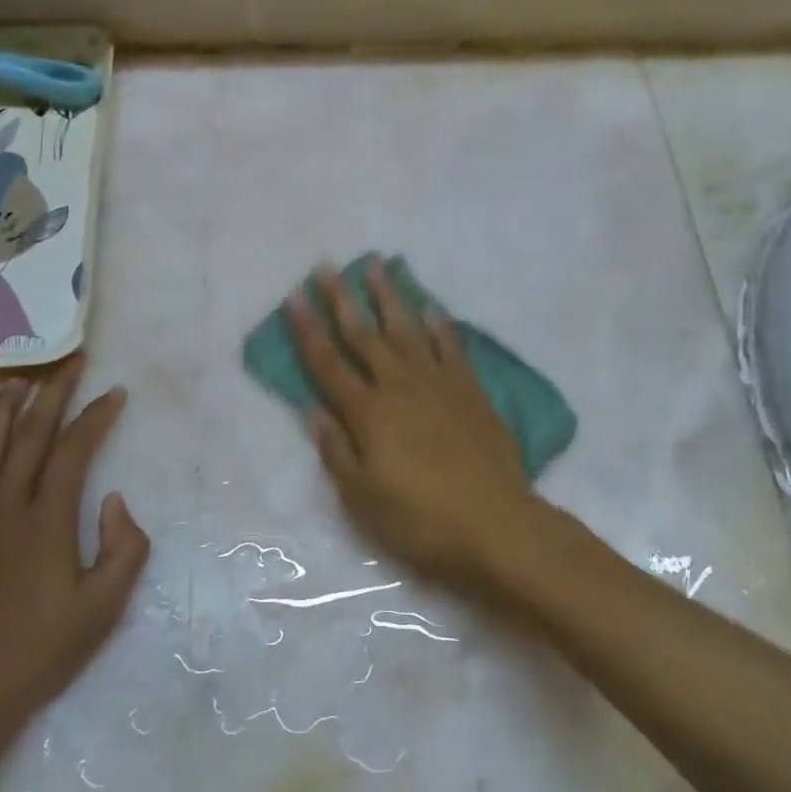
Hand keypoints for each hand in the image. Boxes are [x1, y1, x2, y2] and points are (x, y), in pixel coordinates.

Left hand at [0, 358, 149, 755]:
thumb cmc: (34, 656)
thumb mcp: (102, 609)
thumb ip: (124, 547)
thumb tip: (112, 500)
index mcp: (46, 519)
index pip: (75, 448)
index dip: (96, 415)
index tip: (114, 393)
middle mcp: (2, 506)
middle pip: (30, 434)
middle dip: (53, 394)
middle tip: (69, 363)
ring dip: (3, 410)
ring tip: (18, 383)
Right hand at [285, 258, 537, 589]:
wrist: (496, 524)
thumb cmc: (421, 520)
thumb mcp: (363, 498)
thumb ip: (336, 450)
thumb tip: (313, 409)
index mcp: (368, 413)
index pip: (328, 363)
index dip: (308, 330)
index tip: (294, 297)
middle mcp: (400, 386)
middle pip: (364, 335)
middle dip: (342, 300)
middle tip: (327, 267)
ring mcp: (438, 383)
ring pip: (407, 329)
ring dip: (389, 297)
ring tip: (376, 266)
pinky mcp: (471, 390)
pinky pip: (450, 347)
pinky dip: (438, 325)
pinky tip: (430, 308)